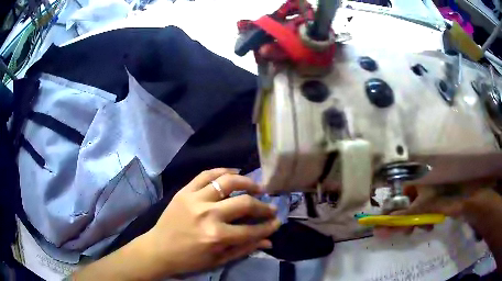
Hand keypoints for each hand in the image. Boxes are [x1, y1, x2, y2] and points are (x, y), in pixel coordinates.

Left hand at [140, 168, 279, 276]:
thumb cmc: (189, 259)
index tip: (276, 222)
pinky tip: (234, 172)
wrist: (159, 249)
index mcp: (216, 236)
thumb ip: (245, 249)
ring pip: (227, 181)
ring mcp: (195, 199)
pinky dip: (223, 171)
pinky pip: (206, 174)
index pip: (251, 229)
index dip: (267, 226)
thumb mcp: (218, 260)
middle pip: (244, 202)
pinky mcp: (185, 191)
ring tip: (256, 187)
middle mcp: (208, 214)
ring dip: (247, 182)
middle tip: (270, 207)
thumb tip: (268, 240)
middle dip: (262, 206)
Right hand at [374, 179, 495, 237]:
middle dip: (406, 218)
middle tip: (406, 231)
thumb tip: (380, 227)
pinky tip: (428, 226)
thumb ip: (402, 218)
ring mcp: (430, 195)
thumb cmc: (443, 199)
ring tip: (421, 229)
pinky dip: (424, 220)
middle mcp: (422, 187)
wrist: (465, 199)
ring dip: (416, 221)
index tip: (392, 222)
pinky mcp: (436, 202)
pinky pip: (425, 212)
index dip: (394, 207)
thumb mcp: (421, 210)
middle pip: (408, 203)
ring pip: (417, 209)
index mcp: (418, 183)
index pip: (399, 194)